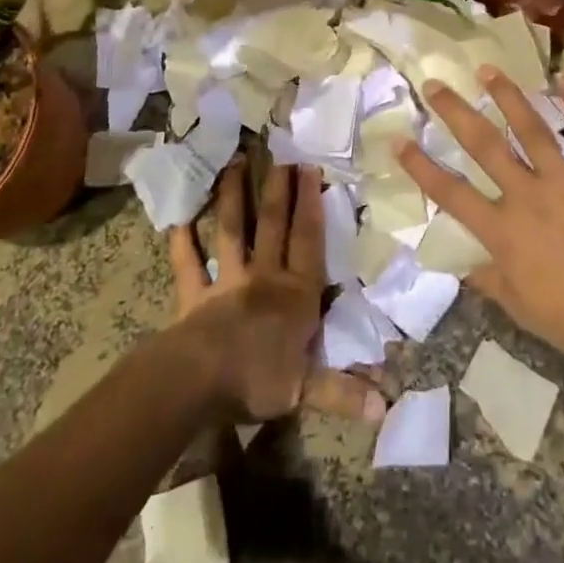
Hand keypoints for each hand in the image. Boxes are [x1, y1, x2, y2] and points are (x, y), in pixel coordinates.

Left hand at [170, 157, 387, 422]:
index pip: (308, 240)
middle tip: (279, 154)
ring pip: (231, 231)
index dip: (310, 204)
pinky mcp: (194, 296)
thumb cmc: (258, 379)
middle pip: (272, 224)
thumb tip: (387, 408)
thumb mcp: (307, 389)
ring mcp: (226, 282)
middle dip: (277, 189)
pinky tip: (176, 219)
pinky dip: (181, 243)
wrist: (200, 381)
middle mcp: (264, 276)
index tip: (309, 168)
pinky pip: (187, 265)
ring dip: (231, 198)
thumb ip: (344, 391)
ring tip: (233, 163)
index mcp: (296, 292)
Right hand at [397, 69, 563, 381]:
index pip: (451, 193)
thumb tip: (465, 263)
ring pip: (530, 128)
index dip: (421, 166)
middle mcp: (527, 196)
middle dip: (455, 113)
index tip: (399, 140)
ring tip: (487, 69)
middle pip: (484, 146)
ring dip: (507, 96)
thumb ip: (487, 277)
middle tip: (435, 84)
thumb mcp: (517, 306)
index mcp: (502, 231)